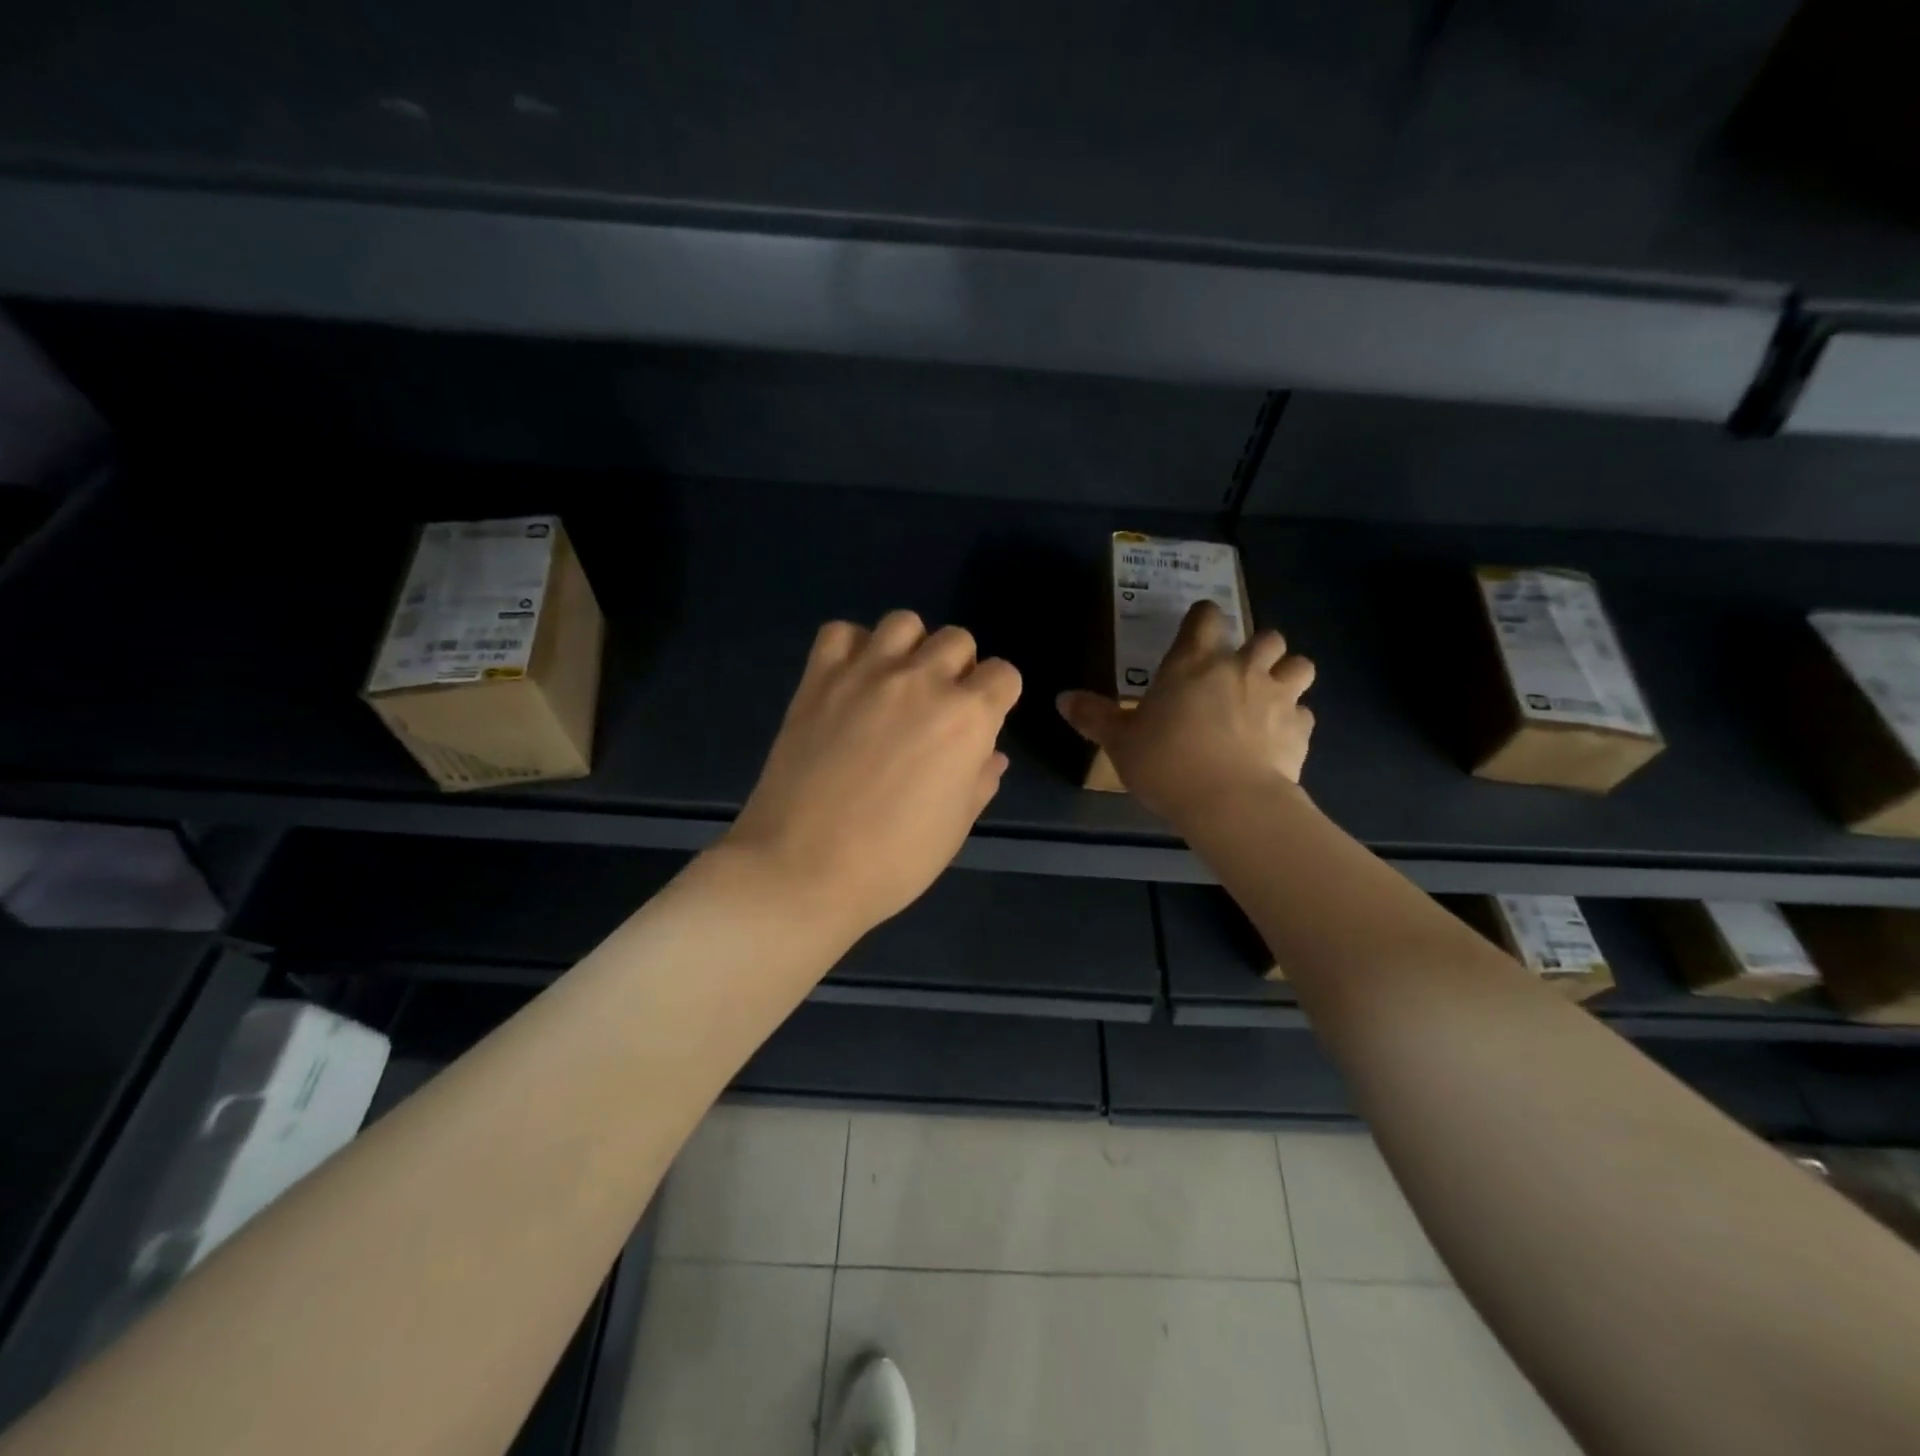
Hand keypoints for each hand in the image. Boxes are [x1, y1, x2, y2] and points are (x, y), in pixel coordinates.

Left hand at [725, 610, 1022, 935]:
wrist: (804, 868)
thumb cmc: (893, 860)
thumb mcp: (955, 828)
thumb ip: (979, 781)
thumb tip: (990, 755)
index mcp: (967, 718)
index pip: (1003, 675)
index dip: (997, 697)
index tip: (981, 721)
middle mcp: (922, 681)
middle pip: (957, 639)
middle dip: (958, 668)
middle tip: (937, 707)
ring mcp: (866, 673)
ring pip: (903, 622)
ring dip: (910, 647)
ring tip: (895, 684)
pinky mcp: (819, 678)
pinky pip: (840, 632)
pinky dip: (851, 647)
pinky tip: (850, 681)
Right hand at [1057, 600, 1313, 823]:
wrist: (1230, 803)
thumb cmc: (1166, 762)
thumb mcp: (1120, 741)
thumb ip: (1094, 716)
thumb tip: (1062, 698)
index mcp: (1194, 661)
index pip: (1206, 617)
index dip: (1203, 618)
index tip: (1197, 630)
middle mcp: (1241, 668)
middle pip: (1266, 637)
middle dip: (1257, 647)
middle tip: (1238, 671)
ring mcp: (1278, 696)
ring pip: (1299, 665)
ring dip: (1287, 674)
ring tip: (1271, 695)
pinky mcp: (1300, 729)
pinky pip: (1305, 714)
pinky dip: (1294, 720)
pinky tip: (1278, 738)